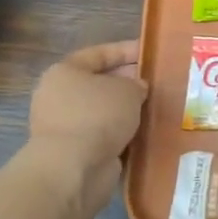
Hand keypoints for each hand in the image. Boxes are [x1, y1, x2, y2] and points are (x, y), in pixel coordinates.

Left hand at [25, 40, 147, 200]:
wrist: (74, 168)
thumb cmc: (98, 116)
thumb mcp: (128, 90)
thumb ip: (136, 84)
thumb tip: (137, 89)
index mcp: (64, 72)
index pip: (99, 54)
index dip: (126, 50)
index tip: (150, 52)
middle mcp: (59, 96)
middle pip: (100, 83)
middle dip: (128, 82)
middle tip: (157, 82)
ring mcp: (65, 125)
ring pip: (103, 111)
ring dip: (127, 110)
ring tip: (157, 107)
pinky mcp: (74, 151)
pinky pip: (104, 134)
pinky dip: (122, 133)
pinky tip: (145, 132)